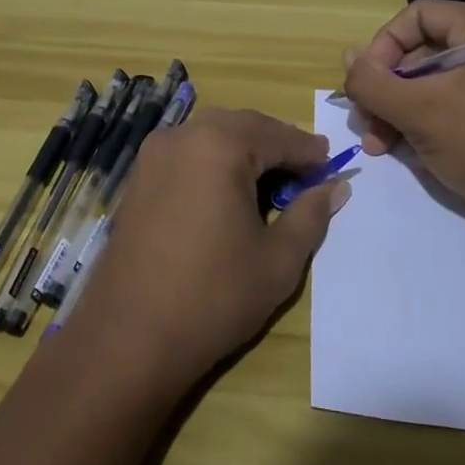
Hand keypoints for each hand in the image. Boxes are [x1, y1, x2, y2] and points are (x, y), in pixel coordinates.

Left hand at [61, 108, 350, 393]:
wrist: (127, 338)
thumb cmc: (214, 296)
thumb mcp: (278, 260)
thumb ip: (311, 214)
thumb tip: (336, 186)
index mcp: (220, 145)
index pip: (277, 136)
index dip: (308, 151)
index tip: (331, 164)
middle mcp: (182, 136)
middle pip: (242, 126)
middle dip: (275, 144)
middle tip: (303, 173)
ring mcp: (153, 156)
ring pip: (211, 135)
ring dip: (244, 150)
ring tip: (269, 183)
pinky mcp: (137, 179)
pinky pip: (186, 153)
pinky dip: (213, 161)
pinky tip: (227, 193)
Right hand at [341, 0, 464, 226]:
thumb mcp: (417, 111)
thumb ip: (372, 81)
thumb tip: (348, 58)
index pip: (418, 16)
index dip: (383, 47)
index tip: (365, 85)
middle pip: (423, 50)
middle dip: (387, 89)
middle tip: (366, 123)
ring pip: (433, 79)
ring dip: (398, 109)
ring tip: (378, 144)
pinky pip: (452, 98)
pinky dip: (423, 119)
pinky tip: (402, 148)